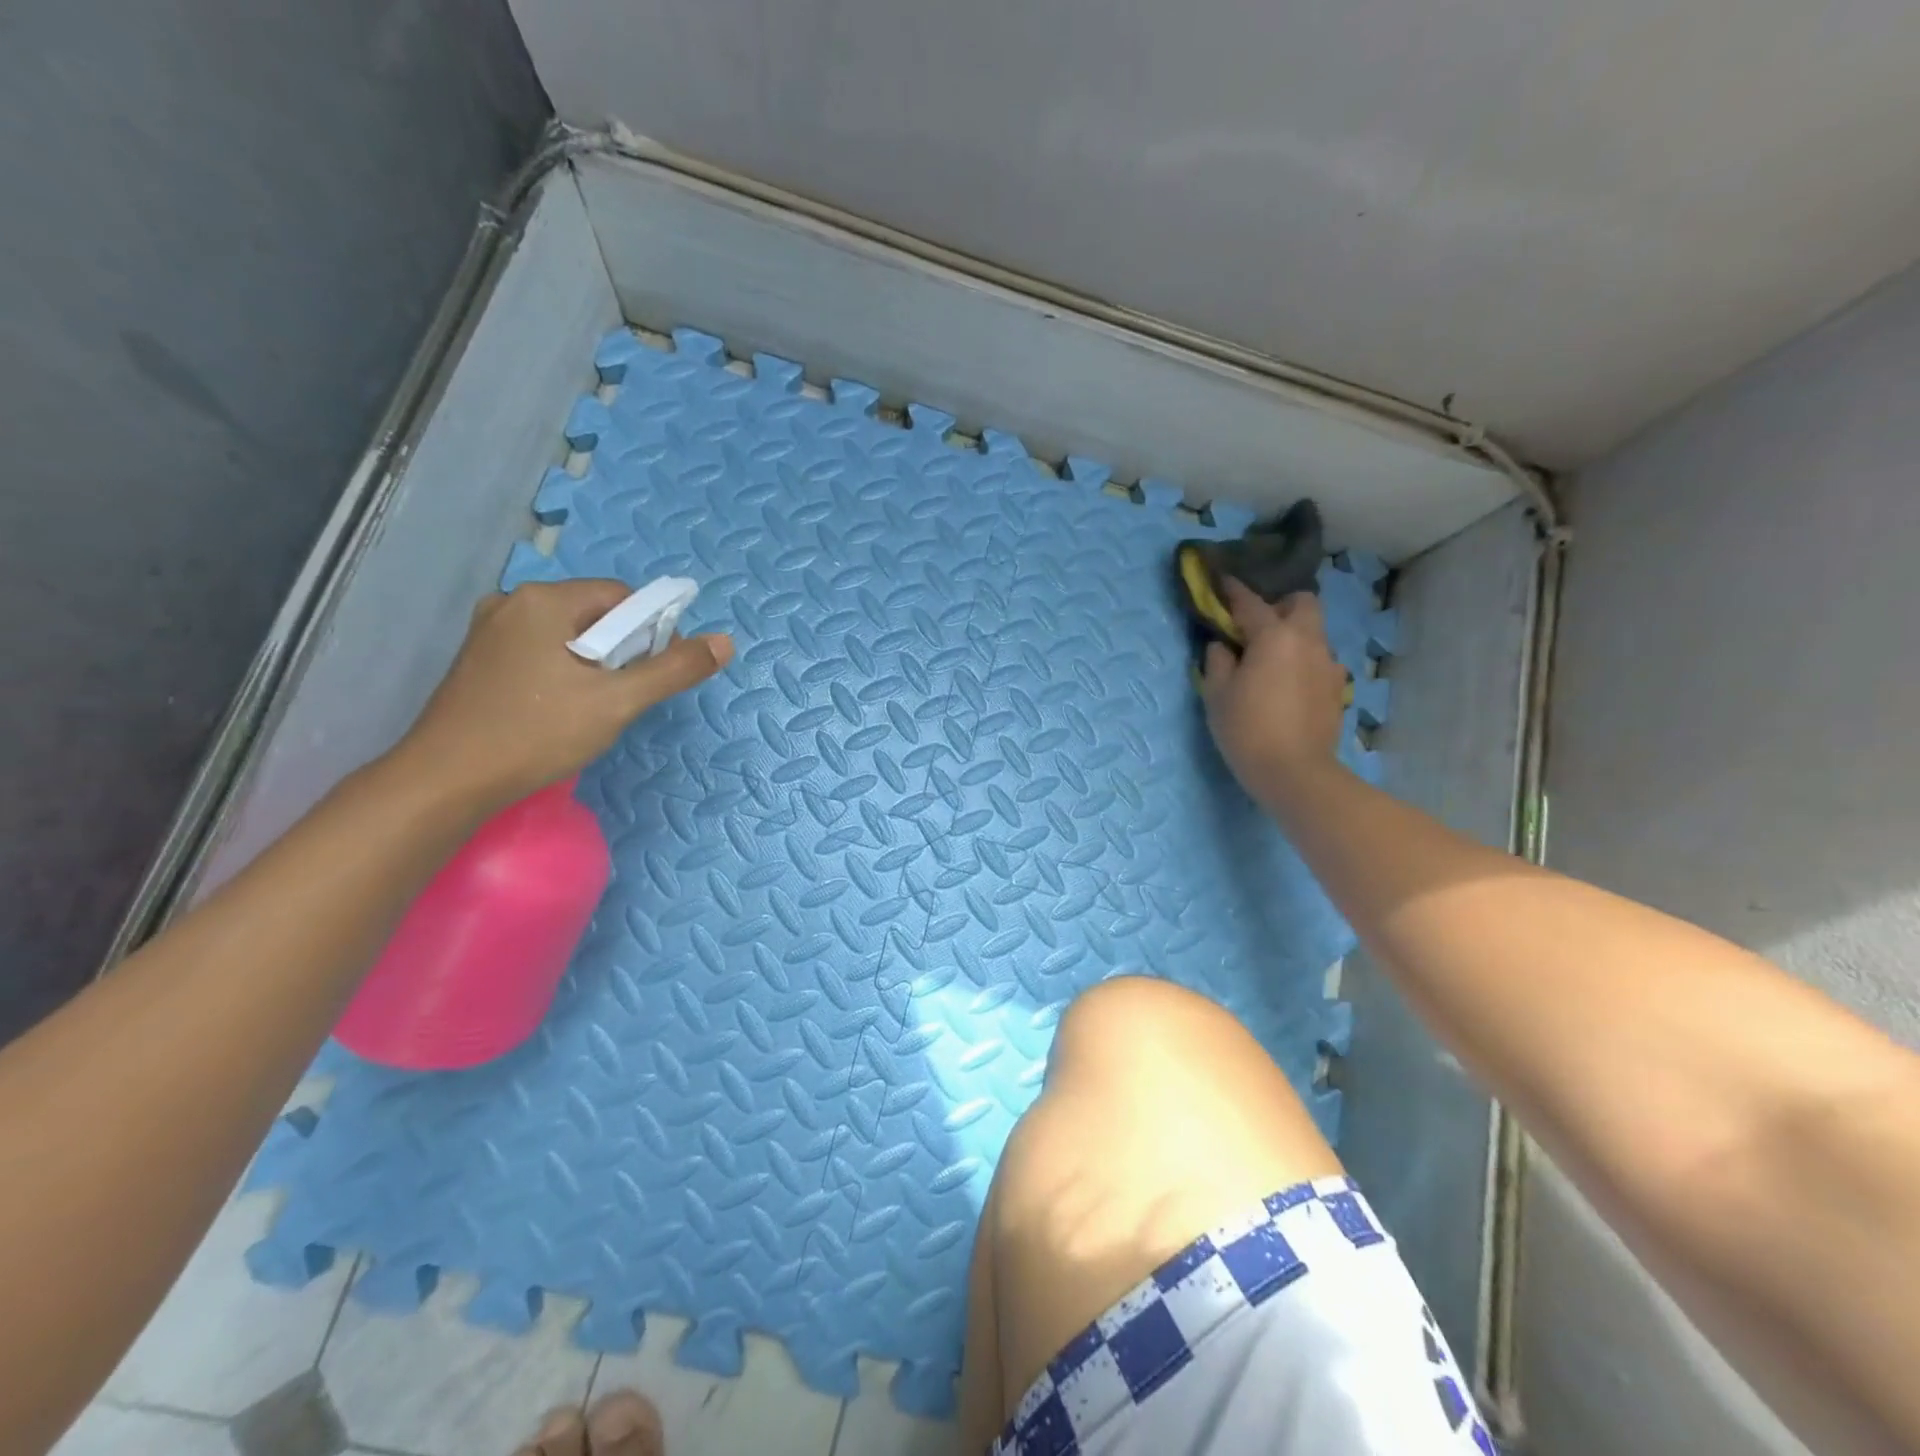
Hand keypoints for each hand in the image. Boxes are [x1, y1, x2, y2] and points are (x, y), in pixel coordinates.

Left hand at [391, 579, 732, 812]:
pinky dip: (562, 673)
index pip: (622, 597)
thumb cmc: (537, 733)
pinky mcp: (478, 659)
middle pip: (595, 614)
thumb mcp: (618, 702)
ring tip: (593, 708)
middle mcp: (514, 603)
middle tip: (622, 697)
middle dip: (621, 651)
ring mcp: (490, 631)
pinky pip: (540, 652)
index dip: (651, 632)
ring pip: (567, 636)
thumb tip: (725, 642)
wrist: (447, 781)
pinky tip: (559, 709)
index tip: (652, 675)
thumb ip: (673, 669)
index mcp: (546, 600)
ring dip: (593, 665)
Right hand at [1200, 578, 1346, 803]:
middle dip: (1280, 605)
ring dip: (1294, 636)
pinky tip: (1288, 686)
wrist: (1294, 772)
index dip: (1233, 591)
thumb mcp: (1217, 695)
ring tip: (1271, 661)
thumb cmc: (1247, 729)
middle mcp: (1307, 641)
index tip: (1221, 582)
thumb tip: (1223, 646)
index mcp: (1274, 636)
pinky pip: (1319, 662)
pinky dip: (1303, 663)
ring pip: (1314, 633)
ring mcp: (1328, 664)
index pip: (1251, 603)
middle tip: (1256, 626)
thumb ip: (1218, 661)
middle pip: (1302, 603)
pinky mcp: (1336, 688)